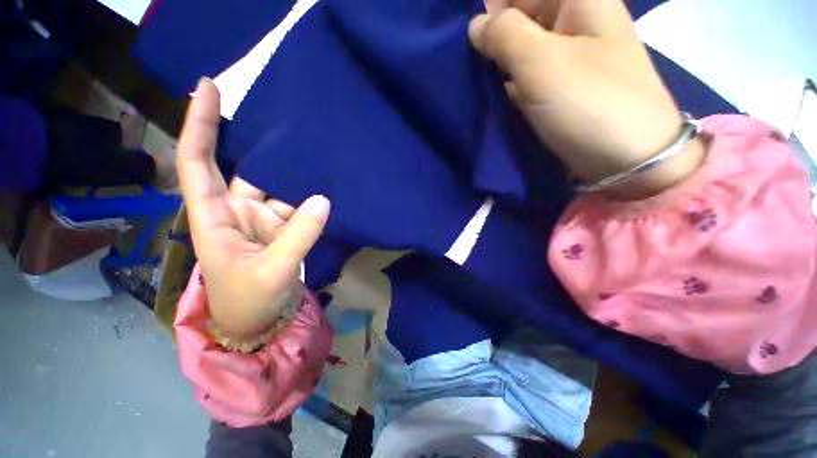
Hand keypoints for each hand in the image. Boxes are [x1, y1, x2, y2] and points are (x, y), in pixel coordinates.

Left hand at [176, 78, 330, 339]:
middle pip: (243, 166)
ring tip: (312, 145)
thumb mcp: (272, 272)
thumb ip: (299, 235)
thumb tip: (323, 200)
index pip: (197, 161)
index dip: (199, 124)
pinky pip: (297, 203)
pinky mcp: (282, 227)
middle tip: (282, 111)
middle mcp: (235, 209)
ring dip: (294, 171)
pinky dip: (310, 195)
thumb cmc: (249, 302)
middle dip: (257, 141)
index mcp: (214, 216)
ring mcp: (262, 217)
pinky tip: (323, 180)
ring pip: (277, 185)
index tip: (209, 86)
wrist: (259, 321)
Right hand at [469, 0, 704, 197]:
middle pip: (516, 18)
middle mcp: (569, 22)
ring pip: (517, 48)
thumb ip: (505, 35)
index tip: (459, 37)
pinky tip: (485, 91)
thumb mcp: (543, 63)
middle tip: (462, 64)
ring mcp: (562, 57)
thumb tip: (475, 25)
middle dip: (487, 39)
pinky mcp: (555, 86)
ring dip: (492, 63)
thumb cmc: (589, 103)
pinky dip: (503, 82)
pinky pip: (522, 74)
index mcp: (575, 0)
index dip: (486, 9)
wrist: (626, 157)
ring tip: (469, 79)